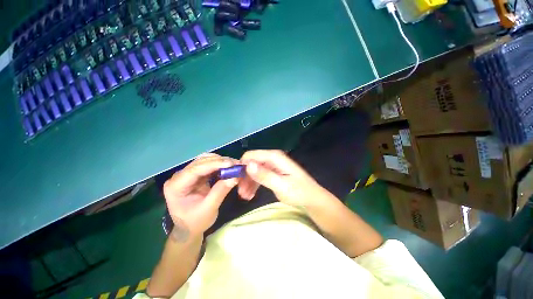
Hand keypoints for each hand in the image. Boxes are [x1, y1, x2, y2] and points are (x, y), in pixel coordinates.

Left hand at [163, 154, 237, 239]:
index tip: (230, 164)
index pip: (195, 169)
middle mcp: (179, 176)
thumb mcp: (208, 209)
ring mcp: (187, 174)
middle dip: (219, 161)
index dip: (214, 164)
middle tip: (236, 164)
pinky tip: (228, 168)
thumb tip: (234, 177)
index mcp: (175, 186)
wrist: (188, 229)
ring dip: (220, 161)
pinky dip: (219, 165)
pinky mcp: (195, 175)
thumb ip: (220, 192)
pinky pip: (208, 165)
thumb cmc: (195, 222)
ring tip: (233, 165)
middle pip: (200, 162)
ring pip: (205, 160)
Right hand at [240, 150, 332, 207]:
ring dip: (248, 182)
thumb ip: (264, 175)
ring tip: (245, 197)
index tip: (236, 181)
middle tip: (240, 192)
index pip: (250, 156)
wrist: (311, 198)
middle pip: (251, 163)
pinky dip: (253, 184)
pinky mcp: (273, 172)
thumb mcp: (281, 186)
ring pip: (254, 170)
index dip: (241, 166)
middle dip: (244, 177)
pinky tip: (250, 194)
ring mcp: (272, 165)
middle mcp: (272, 158)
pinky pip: (259, 175)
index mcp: (274, 157)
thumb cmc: (299, 192)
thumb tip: (247, 165)